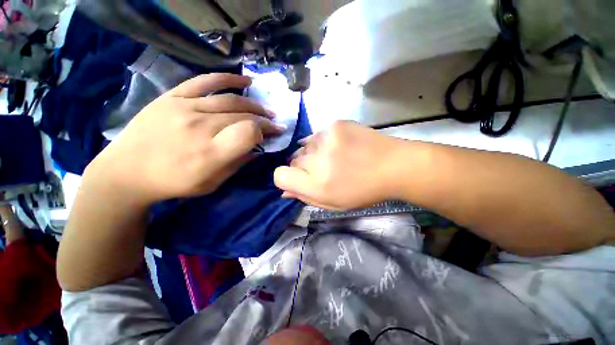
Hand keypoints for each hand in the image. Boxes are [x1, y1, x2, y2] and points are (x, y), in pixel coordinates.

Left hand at [87, 73, 283, 203]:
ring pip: (231, 100)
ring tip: (266, 109)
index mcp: (211, 153)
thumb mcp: (213, 183)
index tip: (275, 133)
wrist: (127, 172)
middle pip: (243, 115)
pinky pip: (205, 81)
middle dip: (265, 119)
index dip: (266, 131)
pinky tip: (246, 81)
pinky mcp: (173, 97)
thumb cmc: (174, 183)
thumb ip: (238, 164)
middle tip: (275, 122)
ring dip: (254, 104)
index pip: (249, 132)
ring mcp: (185, 108)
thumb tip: (258, 149)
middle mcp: (201, 127)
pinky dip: (229, 79)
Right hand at [274, 121, 402, 209]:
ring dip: (313, 154)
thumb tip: (284, 191)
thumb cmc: (363, 190)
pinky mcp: (336, 124)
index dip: (285, 178)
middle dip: (302, 167)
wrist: (393, 166)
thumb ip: (306, 197)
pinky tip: (338, 146)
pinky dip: (322, 142)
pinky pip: (317, 135)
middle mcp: (317, 160)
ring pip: (304, 146)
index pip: (279, 175)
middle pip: (292, 160)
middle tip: (323, 170)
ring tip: (333, 157)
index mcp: (316, 184)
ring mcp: (326, 139)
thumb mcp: (334, 203)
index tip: (298, 179)